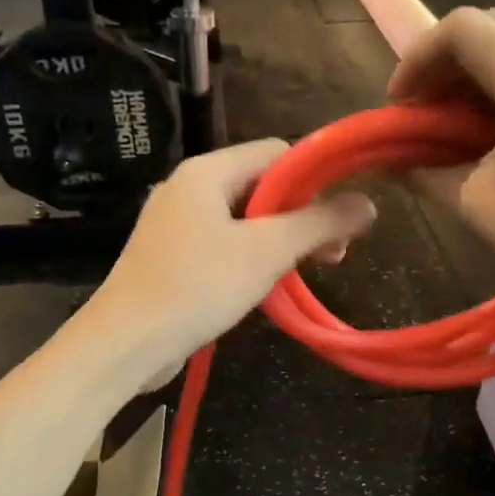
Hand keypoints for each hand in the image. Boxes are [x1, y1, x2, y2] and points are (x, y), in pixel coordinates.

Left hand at [84, 139, 377, 382]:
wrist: (126, 343)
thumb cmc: (198, 286)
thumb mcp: (267, 252)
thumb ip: (319, 223)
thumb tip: (368, 203)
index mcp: (207, 172)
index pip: (275, 152)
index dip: (313, 176)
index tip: (339, 215)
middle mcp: (187, 189)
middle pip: (260, 186)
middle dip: (300, 215)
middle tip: (332, 253)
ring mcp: (174, 224)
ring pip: (242, 219)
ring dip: (278, 240)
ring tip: (304, 272)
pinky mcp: (169, 257)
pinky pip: (221, 244)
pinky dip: (248, 258)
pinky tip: (265, 286)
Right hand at [388, 7, 494, 338]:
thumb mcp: (476, 204)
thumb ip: (424, 169)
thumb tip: (394, 158)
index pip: (461, 28)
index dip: (417, 59)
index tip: (401, 107)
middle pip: (492, 26)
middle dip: (446, 64)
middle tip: (424, 114)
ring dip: (479, 72)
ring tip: (457, 124)